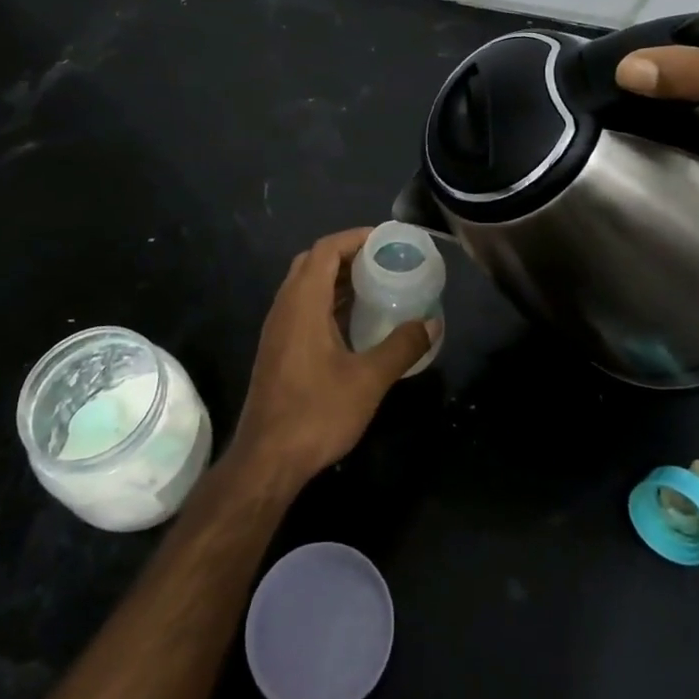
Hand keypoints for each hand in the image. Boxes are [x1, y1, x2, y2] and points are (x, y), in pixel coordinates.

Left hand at [229, 228, 432, 487]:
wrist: (267, 460)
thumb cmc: (316, 413)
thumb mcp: (368, 379)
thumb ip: (402, 346)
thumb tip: (431, 323)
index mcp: (302, 303)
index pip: (325, 250)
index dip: (354, 238)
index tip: (386, 240)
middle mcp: (285, 307)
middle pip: (313, 262)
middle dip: (347, 254)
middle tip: (382, 260)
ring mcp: (277, 329)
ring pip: (305, 286)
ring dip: (337, 278)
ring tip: (375, 284)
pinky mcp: (277, 349)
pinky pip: (303, 307)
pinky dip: (328, 301)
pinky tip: (353, 321)